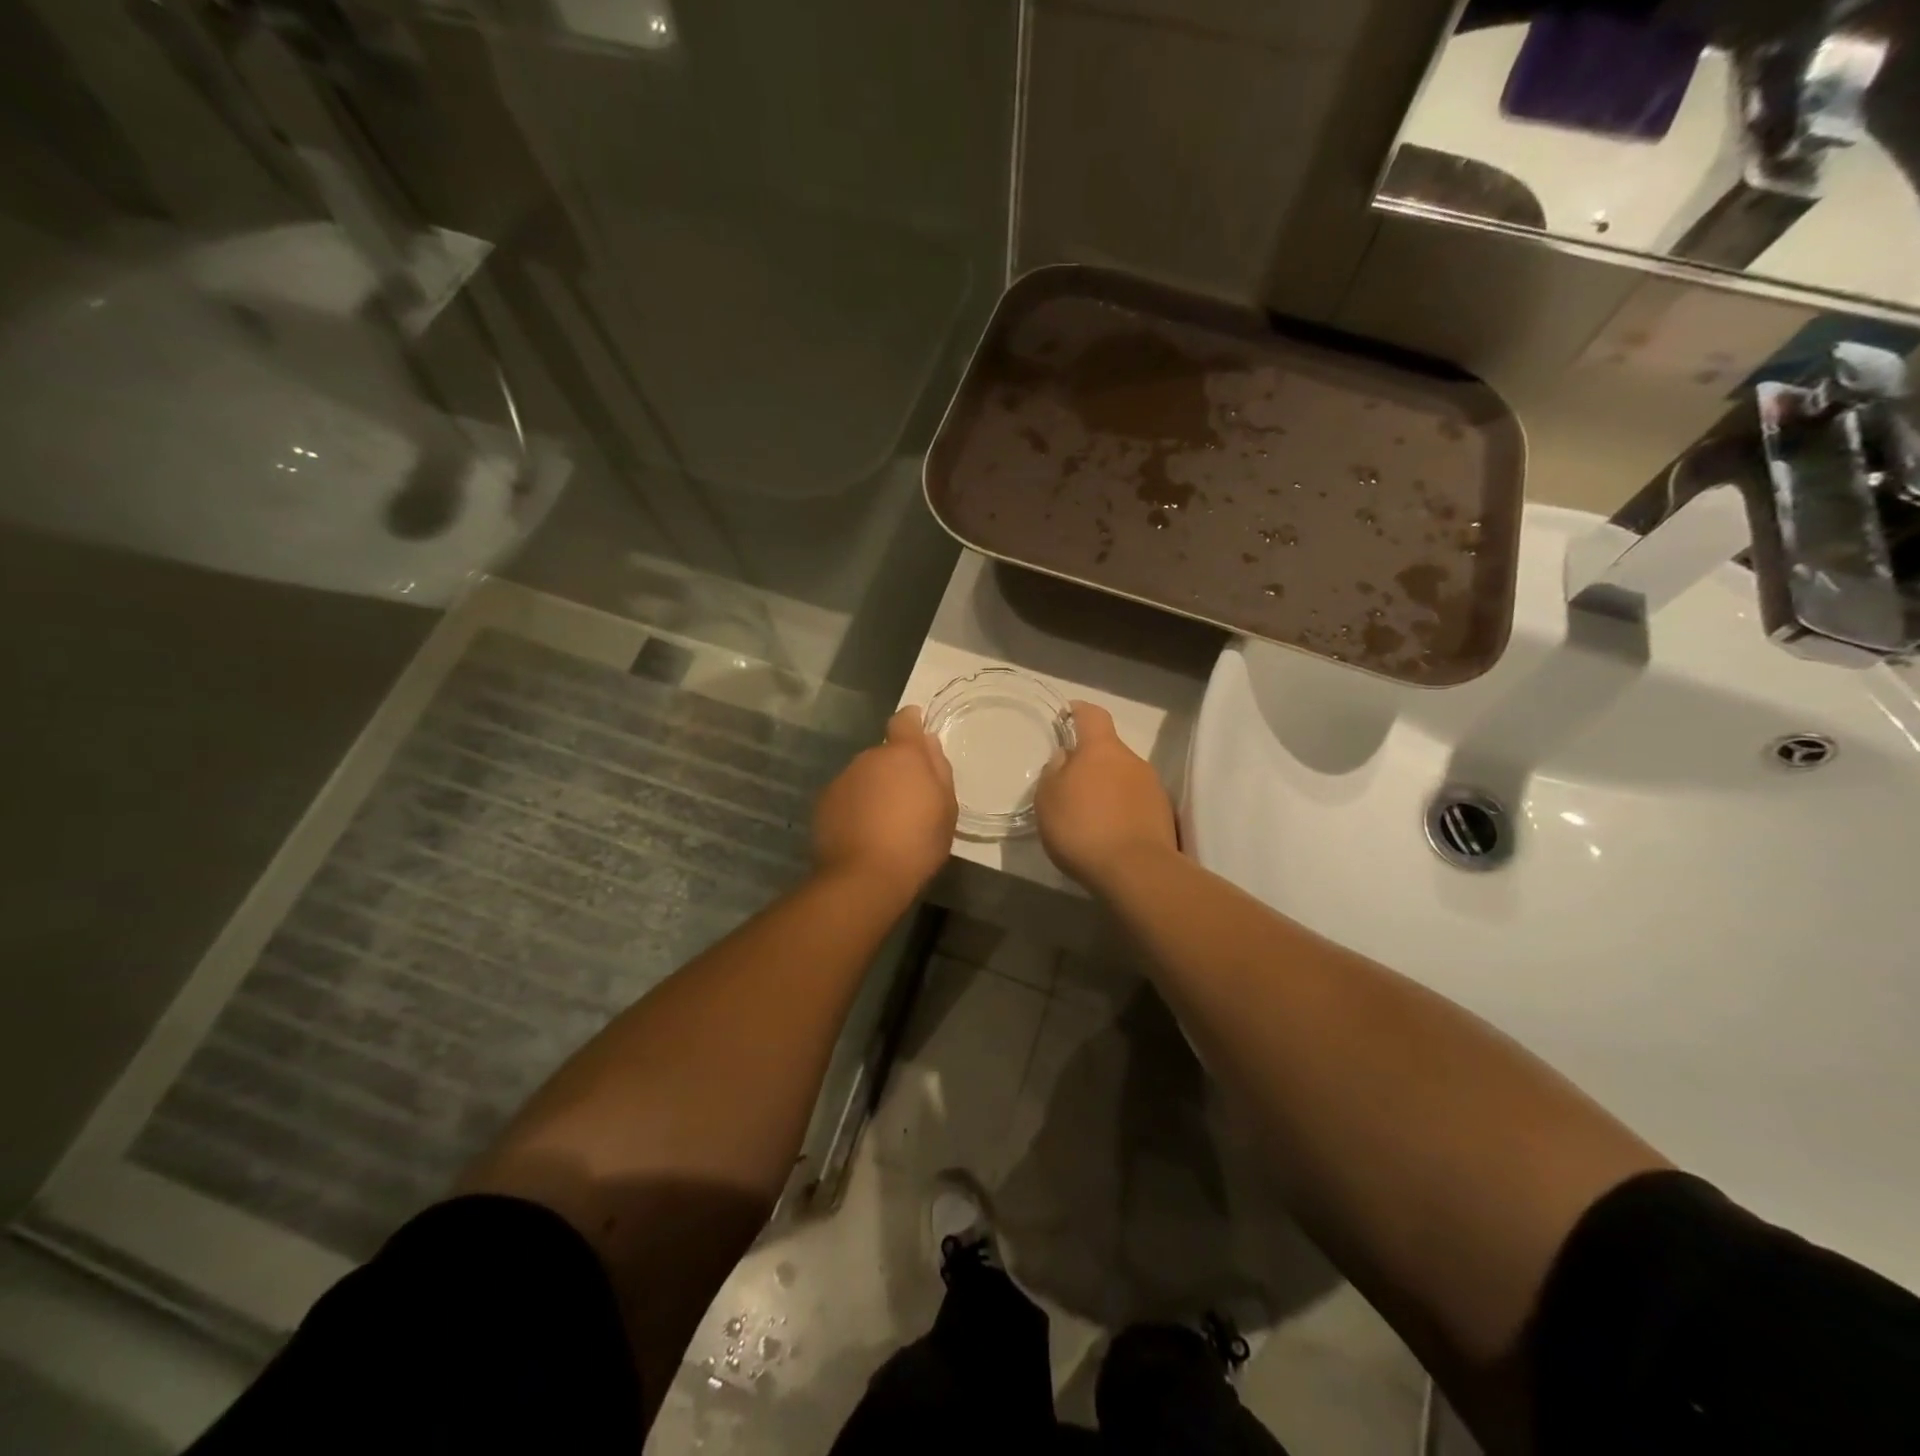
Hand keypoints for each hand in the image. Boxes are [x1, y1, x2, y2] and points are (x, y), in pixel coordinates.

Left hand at [812, 705, 957, 903]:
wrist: (863, 878)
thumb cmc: (917, 842)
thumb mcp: (946, 808)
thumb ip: (938, 769)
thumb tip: (928, 742)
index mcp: (903, 754)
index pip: (905, 721)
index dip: (912, 723)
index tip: (918, 736)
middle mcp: (868, 758)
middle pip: (885, 754)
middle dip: (895, 769)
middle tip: (909, 800)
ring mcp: (842, 779)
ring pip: (864, 776)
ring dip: (874, 789)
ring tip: (885, 823)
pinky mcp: (824, 803)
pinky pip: (847, 796)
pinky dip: (855, 807)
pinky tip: (864, 834)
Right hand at [1035, 701, 1177, 892]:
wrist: (1136, 871)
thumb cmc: (1082, 828)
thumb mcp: (1048, 800)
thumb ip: (1054, 772)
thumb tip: (1064, 757)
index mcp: (1102, 749)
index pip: (1093, 715)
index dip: (1079, 711)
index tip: (1067, 715)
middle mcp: (1132, 760)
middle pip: (1109, 751)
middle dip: (1091, 762)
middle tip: (1070, 786)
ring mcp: (1153, 787)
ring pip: (1124, 778)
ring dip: (1108, 789)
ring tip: (1090, 816)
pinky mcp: (1165, 815)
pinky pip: (1137, 803)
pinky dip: (1122, 811)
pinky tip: (1109, 834)